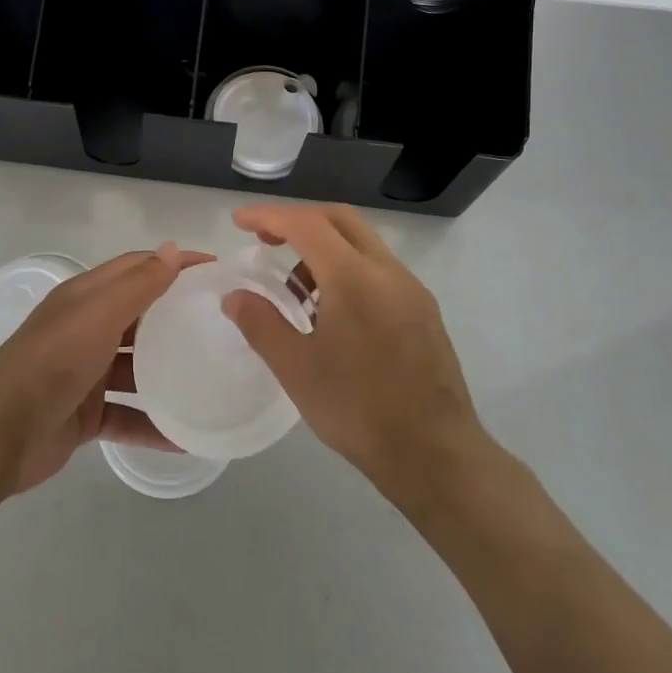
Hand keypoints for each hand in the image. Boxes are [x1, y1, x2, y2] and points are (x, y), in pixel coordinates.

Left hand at [0, 244, 209, 492]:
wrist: (0, 431)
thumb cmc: (54, 360)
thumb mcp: (99, 314)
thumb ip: (138, 284)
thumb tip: (172, 248)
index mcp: (87, 297)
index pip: (138, 268)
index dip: (174, 264)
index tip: (217, 271)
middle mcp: (87, 329)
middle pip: (140, 316)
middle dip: (177, 316)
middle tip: (223, 325)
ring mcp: (86, 374)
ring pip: (136, 368)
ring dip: (169, 373)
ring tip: (213, 378)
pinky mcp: (86, 415)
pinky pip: (128, 415)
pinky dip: (154, 424)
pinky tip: (187, 436)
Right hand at [221, 204, 490, 501]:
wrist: (436, 456)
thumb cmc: (359, 410)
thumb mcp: (296, 369)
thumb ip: (260, 324)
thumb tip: (235, 296)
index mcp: (354, 277)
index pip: (306, 224)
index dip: (268, 216)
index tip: (239, 221)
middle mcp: (387, 271)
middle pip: (339, 219)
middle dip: (298, 220)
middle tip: (266, 240)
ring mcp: (411, 290)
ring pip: (362, 243)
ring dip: (324, 247)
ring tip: (296, 289)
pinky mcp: (423, 311)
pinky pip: (379, 270)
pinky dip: (347, 269)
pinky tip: (331, 312)